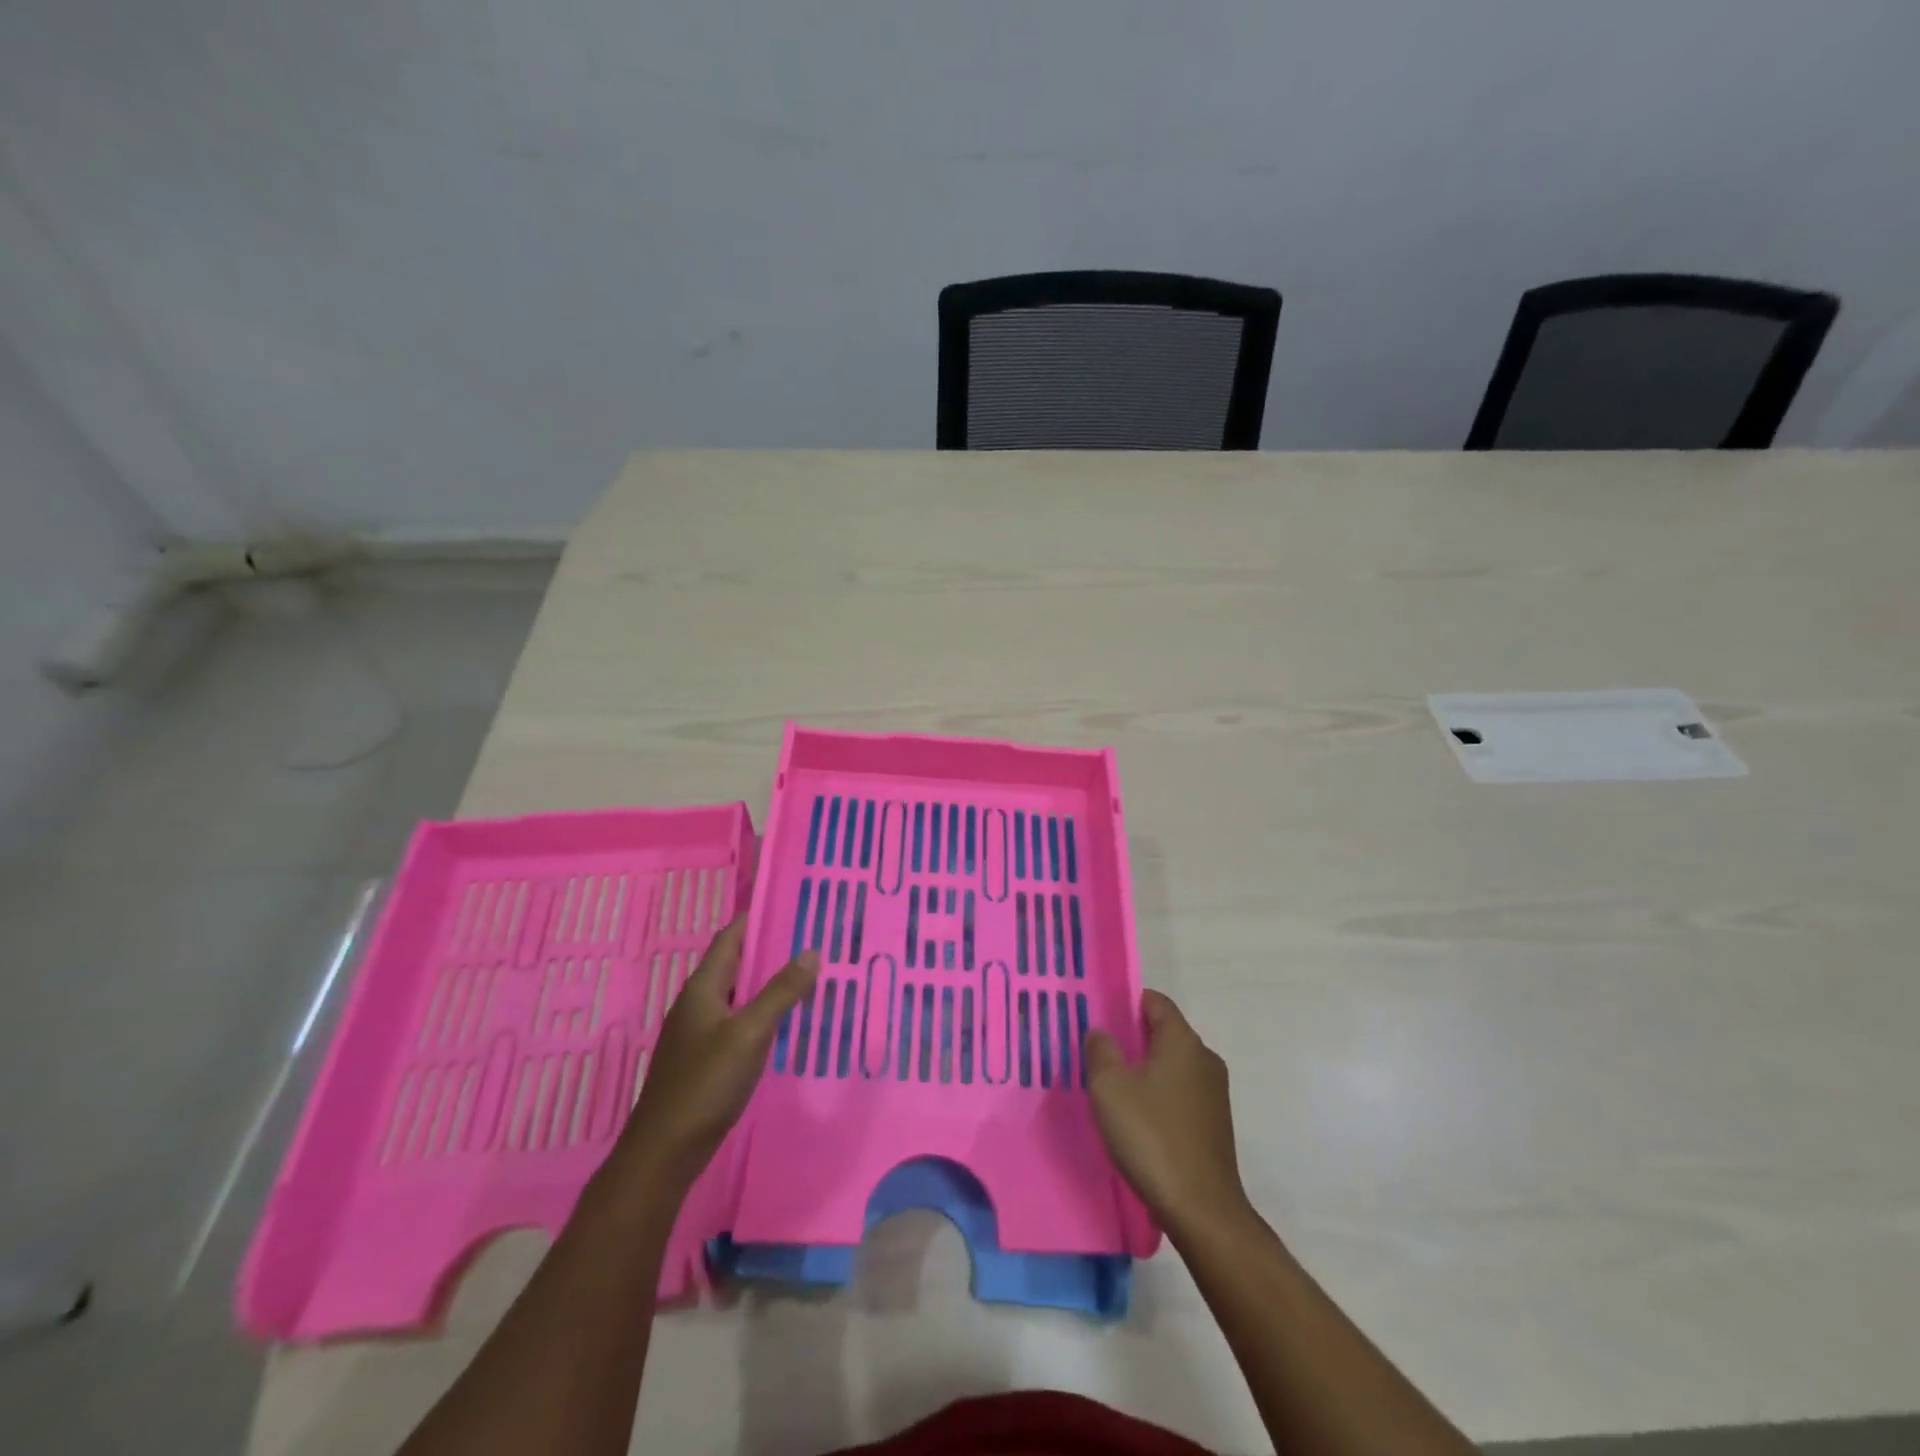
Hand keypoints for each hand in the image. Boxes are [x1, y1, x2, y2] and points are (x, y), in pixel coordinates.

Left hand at [607, 916, 817, 1191]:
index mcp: (702, 988)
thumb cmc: (705, 1083)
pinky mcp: (704, 1059)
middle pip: (734, 964)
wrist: (665, 1151)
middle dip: (768, 950)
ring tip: (805, 976)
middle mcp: (697, 1003)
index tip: (791, 905)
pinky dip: (760, 1012)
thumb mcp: (750, 1032)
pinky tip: (784, 1022)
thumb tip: (811, 951)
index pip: (730, 937)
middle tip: (810, 940)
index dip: (757, 919)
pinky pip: (737, 1021)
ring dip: (766, 983)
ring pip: (737, 994)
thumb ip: (780, 991)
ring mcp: (698, 1032)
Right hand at [1085, 990, 1248, 1236]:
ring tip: (1113, 1087)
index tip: (1100, 1015)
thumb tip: (1102, 1032)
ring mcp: (1215, 1092)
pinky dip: (1159, 1094)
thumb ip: (1101, 1050)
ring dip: (1145, 1069)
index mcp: (1182, 1040)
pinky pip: (1181, 1092)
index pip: (1156, 1001)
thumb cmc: (1151, 1136)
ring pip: (1173, 1064)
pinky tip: (1137, 1118)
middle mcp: (1204, 1058)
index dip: (1127, 1002)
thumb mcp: (1110, 1088)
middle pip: (1165, 1032)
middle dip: (1132, 1037)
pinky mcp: (1216, 1123)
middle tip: (1098, 1051)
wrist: (1201, 1209)